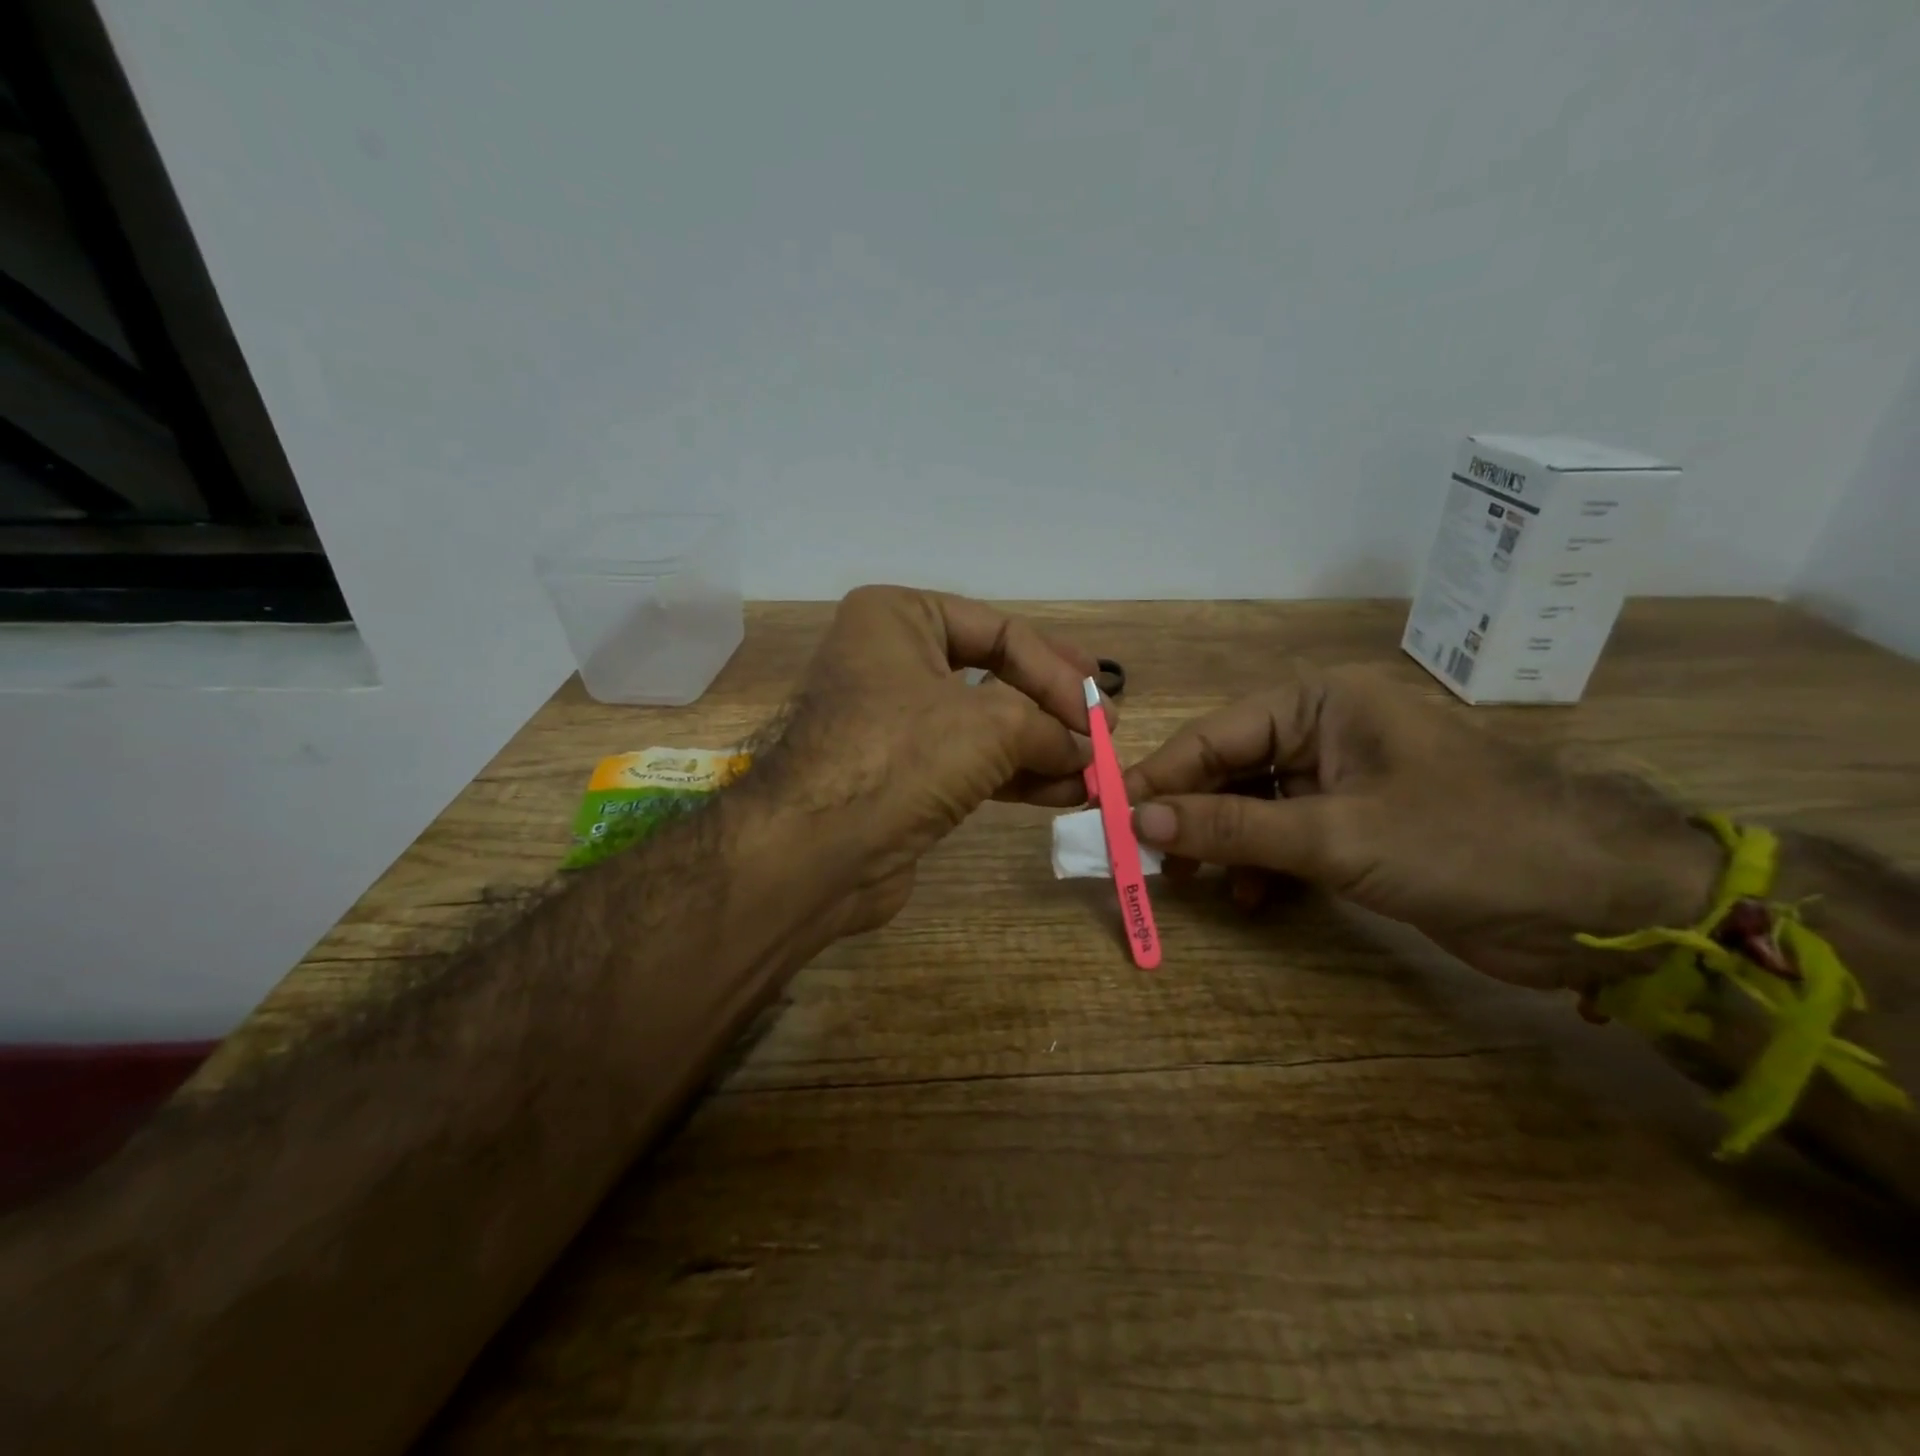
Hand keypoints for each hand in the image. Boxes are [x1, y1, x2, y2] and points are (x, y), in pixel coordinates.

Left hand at [742, 585, 1106, 937]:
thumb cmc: (899, 756)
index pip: (1000, 630)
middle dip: (1052, 707)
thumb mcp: (991, 726)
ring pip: (985, 725)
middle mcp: (891, 660)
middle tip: (1104, 728)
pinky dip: (1015, 775)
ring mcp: (893, 721)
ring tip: (1094, 769)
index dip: (1057, 671)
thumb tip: (1089, 750)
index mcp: (898, 618)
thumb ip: (1050, 728)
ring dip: (1042, 748)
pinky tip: (1063, 791)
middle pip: (994, 675)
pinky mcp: (899, 775)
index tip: (1102, 712)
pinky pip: (969, 764)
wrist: (813, 853)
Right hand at [1123, 662, 1721, 988]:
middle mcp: (1323, 734)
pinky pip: (1284, 839)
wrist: (1604, 905)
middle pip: (1228, 771)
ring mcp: (1340, 783)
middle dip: (1188, 815)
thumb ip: (1234, 827)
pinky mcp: (1356, 829)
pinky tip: (1249, 899)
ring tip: (1188, 882)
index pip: (1215, 736)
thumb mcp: (1337, 835)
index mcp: (1319, 705)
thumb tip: (1139, 819)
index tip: (1110, 815)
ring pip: (1251, 808)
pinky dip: (1261, 867)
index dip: (1160, 777)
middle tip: (1143, 859)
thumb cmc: (1467, 842)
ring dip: (1220, 844)